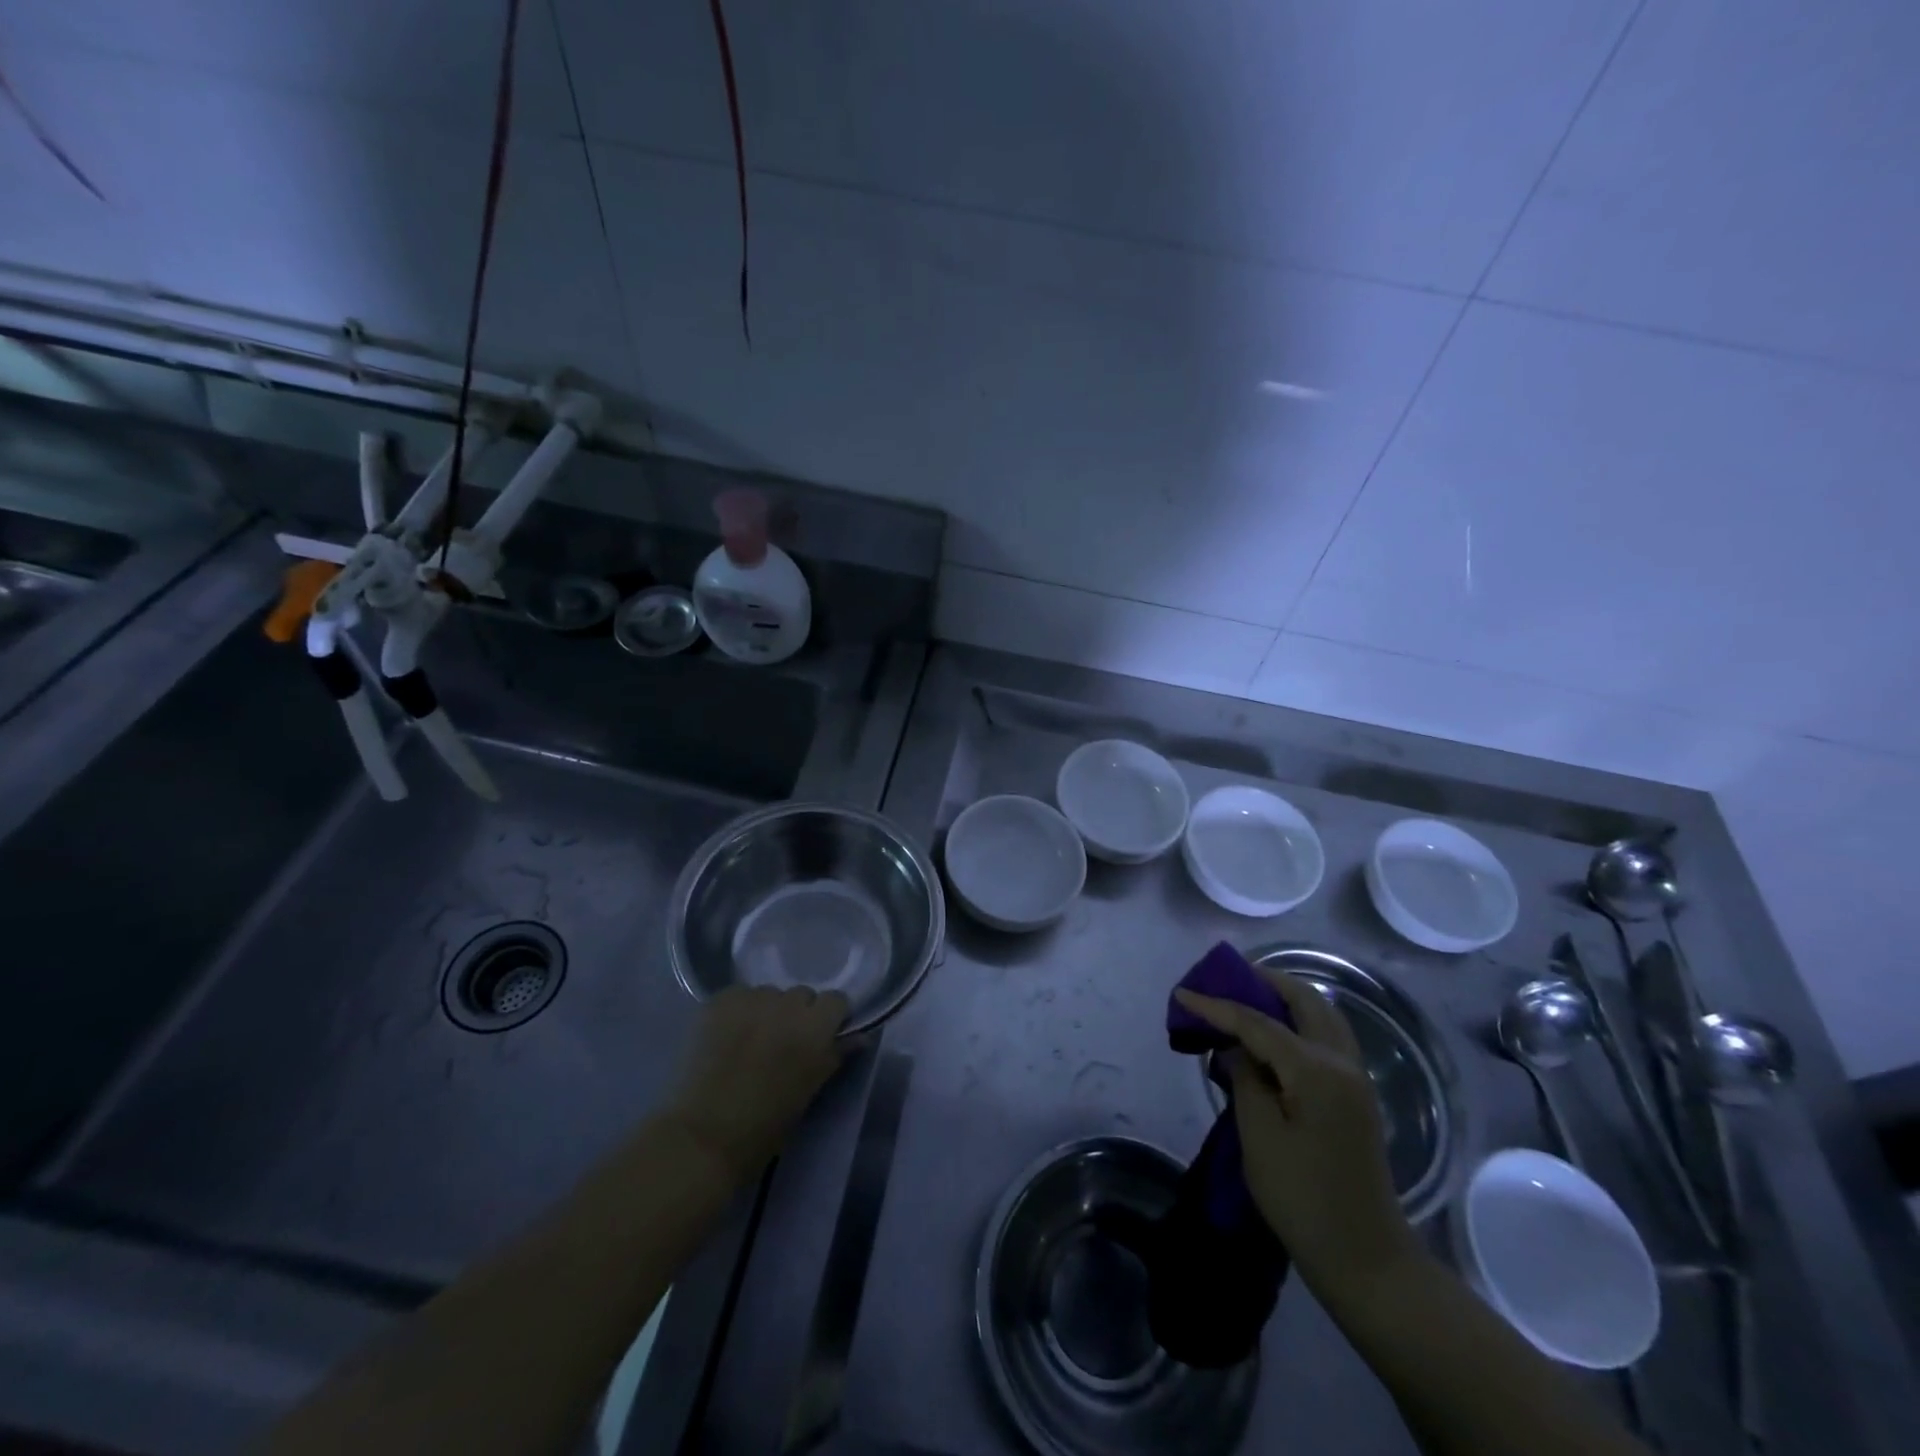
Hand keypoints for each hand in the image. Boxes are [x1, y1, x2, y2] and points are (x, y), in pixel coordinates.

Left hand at [666, 986, 849, 1184]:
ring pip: (769, 994)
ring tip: (749, 1041)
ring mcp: (752, 999)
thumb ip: (833, 1057)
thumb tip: (858, 1038)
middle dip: (797, 1014)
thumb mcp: (808, 1093)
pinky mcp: (720, 1000)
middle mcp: (788, 1005)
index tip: (820, 1038)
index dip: (829, 1018)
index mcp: (815, 1029)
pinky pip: (739, 995)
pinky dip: (737, 1010)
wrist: (702, 1136)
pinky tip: (726, 1036)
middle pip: (802, 994)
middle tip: (782, 1044)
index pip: (836, 1000)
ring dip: (767, 1011)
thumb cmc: (764, 1127)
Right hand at [1175, 971, 1418, 1297]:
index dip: (1217, 1005)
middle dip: (1262, 982)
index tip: (1182, 992)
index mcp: (1316, 1070)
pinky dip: (1299, 1019)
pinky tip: (1274, 1032)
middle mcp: (1342, 1062)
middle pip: (1303, 1000)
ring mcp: (1356, 1077)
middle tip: (1223, 979)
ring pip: (1322, 1013)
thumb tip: (1236, 1050)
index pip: (1258, 1022)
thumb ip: (1244, 1079)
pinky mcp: (1357, 1095)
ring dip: (1284, 997)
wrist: (1367, 1259)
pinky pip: (1328, 1035)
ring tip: (1246, 996)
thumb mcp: (1259, 1137)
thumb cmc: (1303, 1199)